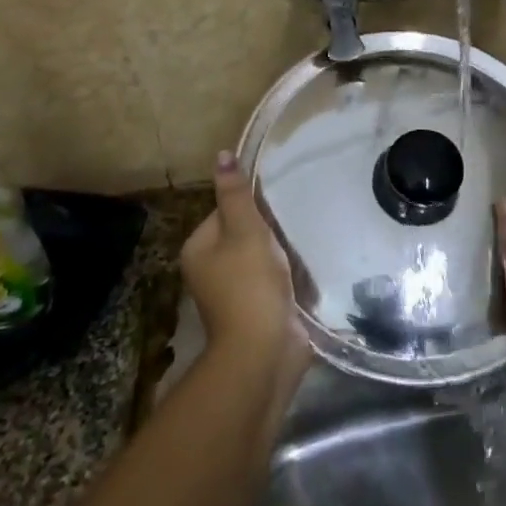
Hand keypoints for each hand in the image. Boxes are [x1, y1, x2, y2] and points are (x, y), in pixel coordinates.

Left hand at [181, 152, 308, 392]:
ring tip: (304, 242)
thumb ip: (236, 194)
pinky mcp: (257, 310)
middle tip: (294, 221)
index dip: (251, 206)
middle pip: (242, 234)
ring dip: (281, 253)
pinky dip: (288, 275)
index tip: (276, 206)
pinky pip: (273, 281)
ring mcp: (233, 294)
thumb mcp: (245, 230)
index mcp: (198, 250)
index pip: (224, 211)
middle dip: (268, 230)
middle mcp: (209, 271)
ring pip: (260, 258)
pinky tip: (307, 268)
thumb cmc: (250, 283)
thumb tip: (222, 154)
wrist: (265, 350)